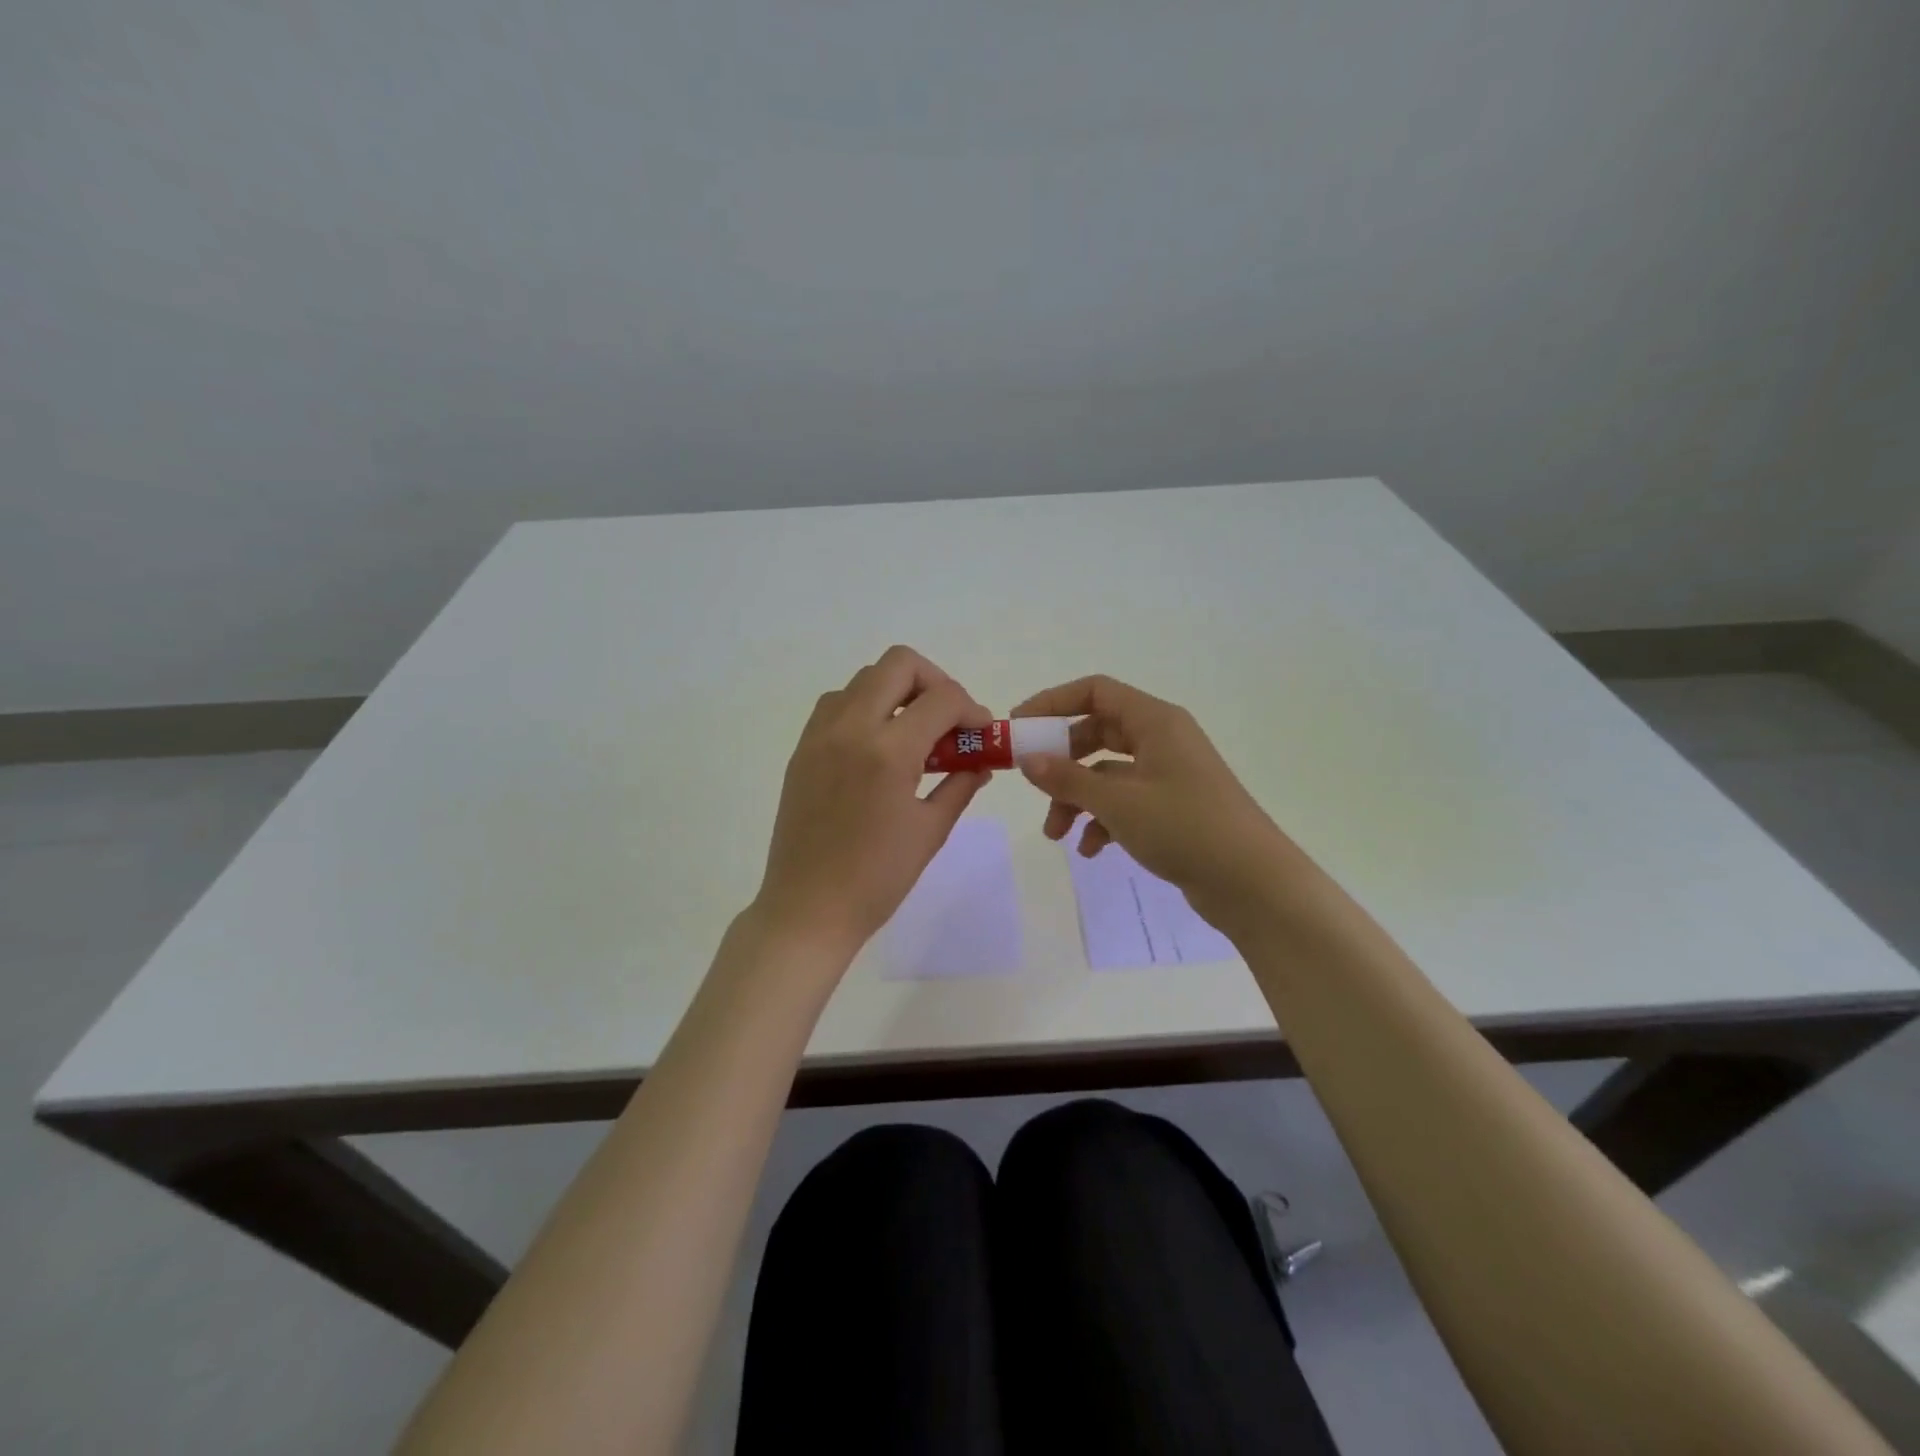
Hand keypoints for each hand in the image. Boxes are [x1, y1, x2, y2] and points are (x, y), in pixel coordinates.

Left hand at [753, 646, 992, 962]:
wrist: (808, 909)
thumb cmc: (877, 879)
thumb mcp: (931, 831)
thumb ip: (960, 784)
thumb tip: (980, 761)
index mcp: (888, 751)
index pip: (942, 699)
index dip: (972, 709)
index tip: (981, 733)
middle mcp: (850, 728)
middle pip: (899, 664)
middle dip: (935, 682)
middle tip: (948, 720)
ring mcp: (820, 735)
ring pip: (864, 679)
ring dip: (897, 692)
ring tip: (913, 733)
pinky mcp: (802, 750)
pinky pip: (836, 704)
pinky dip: (864, 707)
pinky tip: (877, 746)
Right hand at [1012, 675, 1311, 936]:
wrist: (1253, 884)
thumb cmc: (1185, 828)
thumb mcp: (1118, 802)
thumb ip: (1067, 778)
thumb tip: (1027, 759)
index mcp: (1155, 721)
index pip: (1095, 691)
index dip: (1053, 703)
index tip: (1018, 727)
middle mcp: (1162, 740)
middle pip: (1097, 733)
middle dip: (1061, 762)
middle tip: (1032, 783)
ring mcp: (1169, 775)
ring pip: (1107, 774)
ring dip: (1077, 799)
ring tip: (1056, 835)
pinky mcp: (1172, 808)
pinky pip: (1125, 802)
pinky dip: (1102, 821)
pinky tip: (1091, 850)